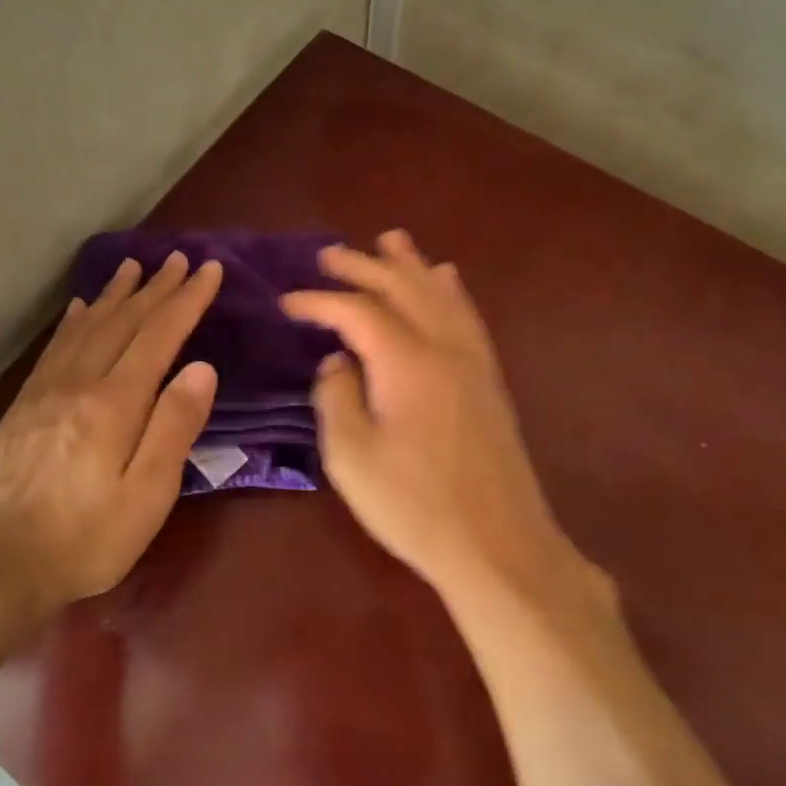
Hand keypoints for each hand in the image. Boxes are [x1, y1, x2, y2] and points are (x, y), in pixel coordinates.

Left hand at [0, 251, 222, 615]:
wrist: (0, 561)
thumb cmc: (88, 537)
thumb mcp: (148, 494)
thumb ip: (174, 427)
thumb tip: (202, 368)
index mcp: (116, 402)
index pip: (159, 335)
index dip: (187, 300)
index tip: (209, 270)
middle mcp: (81, 382)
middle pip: (124, 322)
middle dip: (156, 288)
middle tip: (178, 258)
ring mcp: (47, 390)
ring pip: (88, 326)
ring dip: (115, 294)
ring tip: (133, 267)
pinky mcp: (25, 405)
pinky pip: (55, 347)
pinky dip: (74, 321)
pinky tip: (79, 308)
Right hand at [283, 231, 606, 604]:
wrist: (498, 545)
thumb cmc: (414, 505)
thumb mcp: (351, 457)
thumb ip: (336, 397)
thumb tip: (337, 362)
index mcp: (406, 361)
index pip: (357, 311)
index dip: (318, 302)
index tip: (287, 303)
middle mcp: (444, 347)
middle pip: (402, 288)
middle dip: (363, 267)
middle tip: (329, 255)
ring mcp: (474, 361)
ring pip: (440, 294)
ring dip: (411, 265)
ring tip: (391, 240)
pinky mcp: (489, 380)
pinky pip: (466, 316)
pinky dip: (449, 290)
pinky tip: (446, 280)